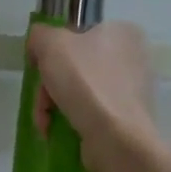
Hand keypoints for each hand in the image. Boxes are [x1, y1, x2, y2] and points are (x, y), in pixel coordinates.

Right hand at [27, 21, 162, 171]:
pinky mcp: (126, 118)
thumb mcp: (51, 44)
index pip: (77, 32)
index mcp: (122, 32)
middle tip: (42, 98)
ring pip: (78, 90)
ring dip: (53, 104)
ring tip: (45, 120)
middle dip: (50, 84)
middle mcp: (132, 57)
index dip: (53, 48)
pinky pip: (89, 112)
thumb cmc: (85, 82)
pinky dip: (69, 119)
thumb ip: (39, 35)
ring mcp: (131, 90)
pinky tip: (54, 130)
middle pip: (74, 65)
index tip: (40, 65)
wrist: (116, 139)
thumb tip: (38, 46)